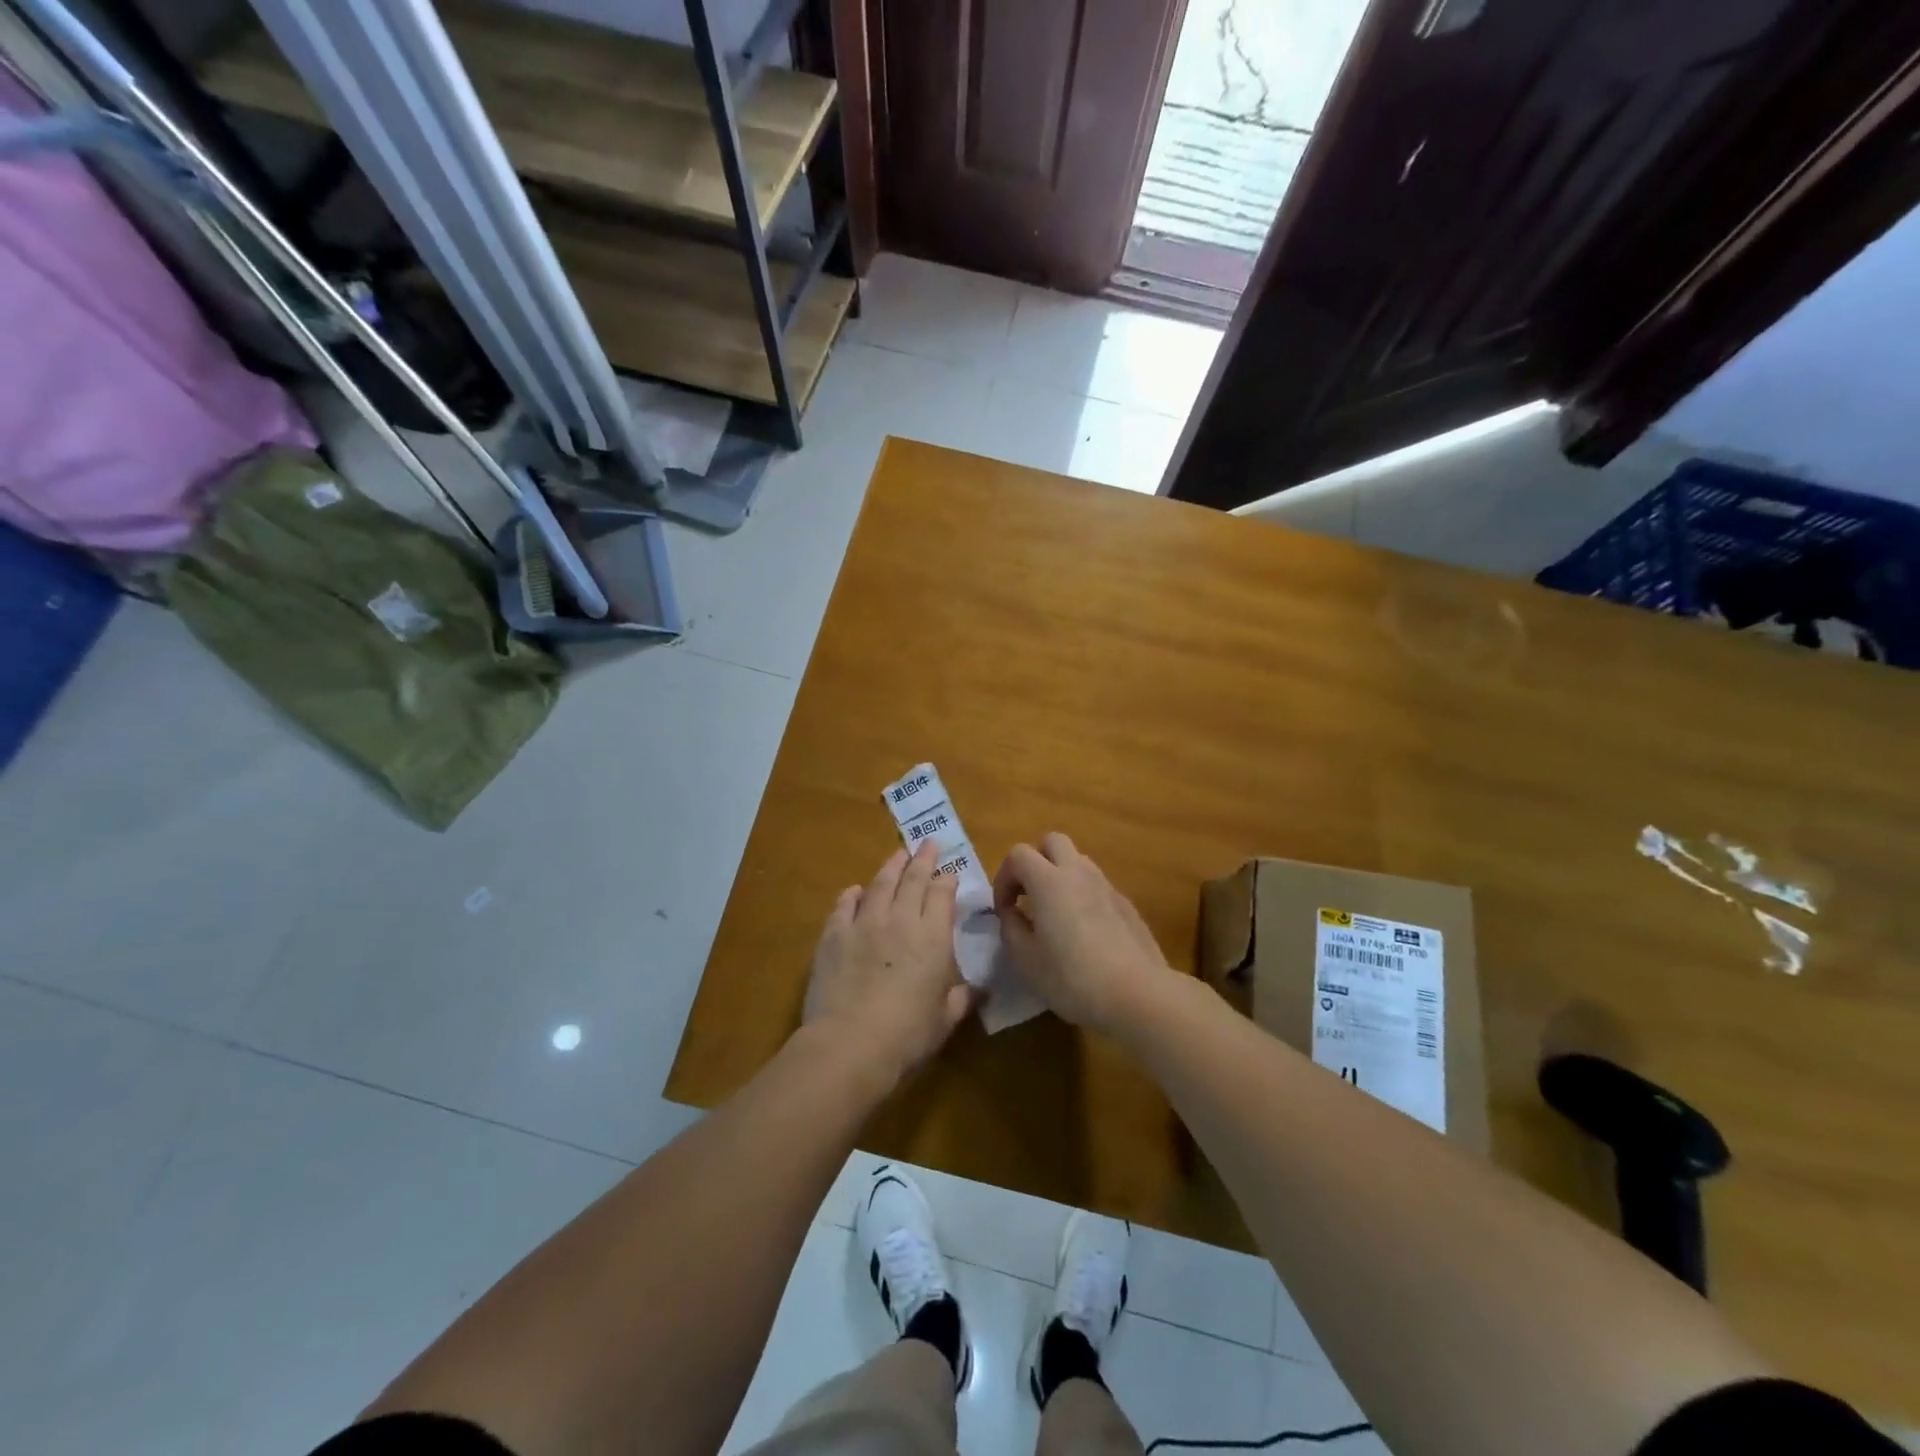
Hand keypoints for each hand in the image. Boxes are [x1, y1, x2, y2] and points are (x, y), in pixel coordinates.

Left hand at [803, 843, 972, 1089]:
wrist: (850, 1043)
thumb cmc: (907, 1035)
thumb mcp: (945, 1020)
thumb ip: (961, 998)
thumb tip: (978, 990)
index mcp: (932, 938)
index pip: (942, 895)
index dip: (947, 880)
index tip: (949, 873)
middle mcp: (900, 920)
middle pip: (913, 879)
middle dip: (923, 859)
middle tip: (927, 843)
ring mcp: (864, 924)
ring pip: (880, 884)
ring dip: (891, 866)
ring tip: (898, 855)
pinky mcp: (834, 935)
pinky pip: (844, 906)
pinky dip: (852, 895)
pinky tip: (855, 891)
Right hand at [993, 833, 1174, 1034]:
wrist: (1138, 994)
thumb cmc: (1072, 978)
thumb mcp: (1026, 960)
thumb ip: (1011, 928)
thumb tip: (1012, 912)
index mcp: (1049, 881)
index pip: (1018, 854)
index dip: (1004, 878)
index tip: (1004, 910)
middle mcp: (1078, 872)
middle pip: (1052, 842)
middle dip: (1034, 861)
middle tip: (1028, 896)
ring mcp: (1107, 886)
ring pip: (1078, 861)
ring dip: (1060, 876)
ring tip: (1055, 914)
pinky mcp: (1126, 904)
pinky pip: (1097, 885)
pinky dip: (1083, 895)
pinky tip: (1084, 932)